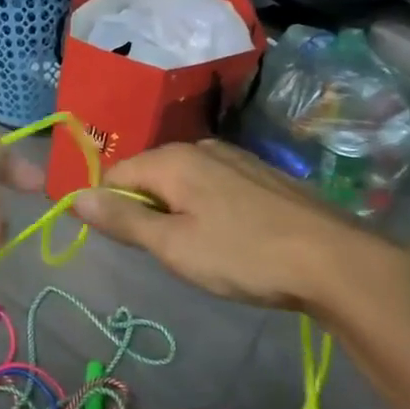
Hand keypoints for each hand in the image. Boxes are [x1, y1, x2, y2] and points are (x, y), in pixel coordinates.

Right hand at [73, 139, 405, 314]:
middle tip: (170, 253)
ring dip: (178, 213)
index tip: (129, 245)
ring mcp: (234, 158)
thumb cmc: (243, 255)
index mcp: (171, 159)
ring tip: (203, 251)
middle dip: (147, 212)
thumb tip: (75, 198)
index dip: (110, 210)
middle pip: (148, 176)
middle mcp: (199, 148)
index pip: (114, 176)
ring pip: (183, 182)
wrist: (334, 260)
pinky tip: (233, 239)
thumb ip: (123, 219)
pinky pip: (214, 186)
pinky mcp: (261, 174)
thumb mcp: (173, 245)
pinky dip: (208, 209)